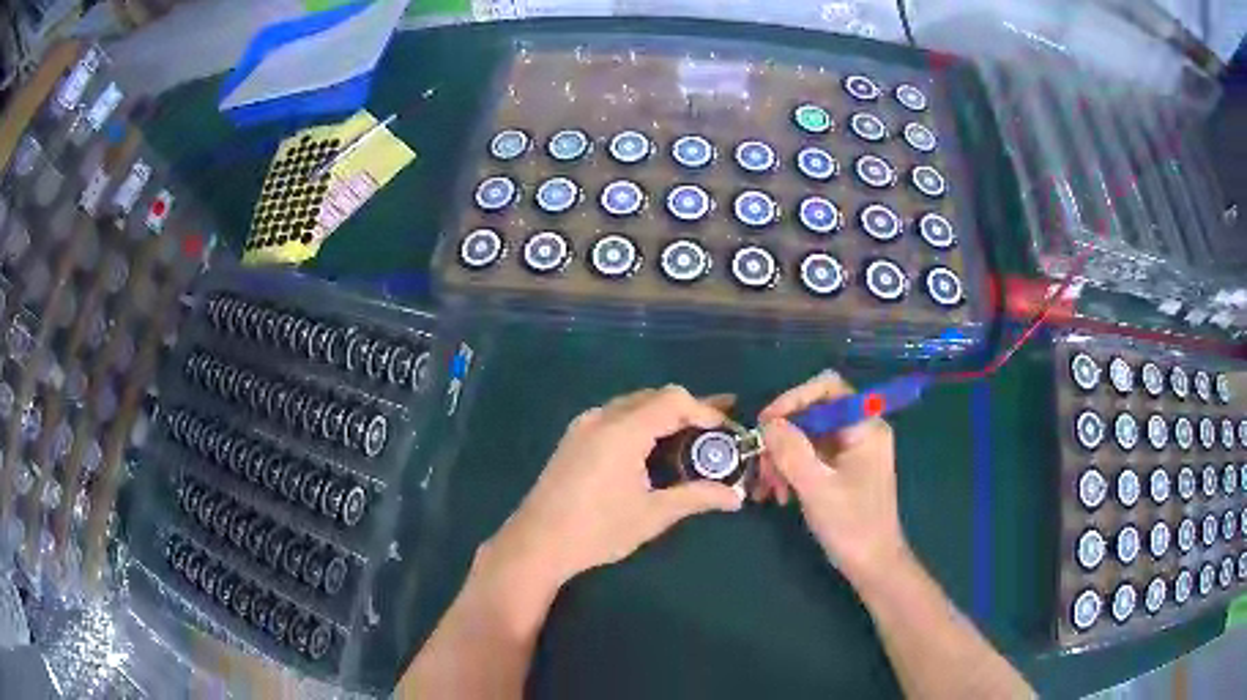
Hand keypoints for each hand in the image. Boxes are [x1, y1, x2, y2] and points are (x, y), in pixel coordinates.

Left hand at [485, 385, 743, 591]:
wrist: (537, 543)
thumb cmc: (598, 530)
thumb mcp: (652, 515)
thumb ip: (696, 498)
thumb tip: (736, 499)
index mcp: (623, 431)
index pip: (673, 400)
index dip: (705, 409)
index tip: (726, 430)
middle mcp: (602, 417)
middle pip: (653, 397)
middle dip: (688, 409)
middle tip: (716, 427)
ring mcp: (583, 426)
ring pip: (633, 404)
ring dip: (663, 414)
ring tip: (690, 435)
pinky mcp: (573, 438)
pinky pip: (615, 416)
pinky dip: (641, 422)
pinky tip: (651, 447)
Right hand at [755, 371, 909, 585]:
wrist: (872, 565)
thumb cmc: (851, 525)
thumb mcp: (817, 488)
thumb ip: (792, 452)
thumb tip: (768, 423)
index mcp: (865, 427)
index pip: (827, 387)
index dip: (794, 398)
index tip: (766, 424)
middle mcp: (859, 431)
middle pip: (812, 413)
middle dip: (783, 438)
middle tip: (762, 467)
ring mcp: (850, 451)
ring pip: (806, 437)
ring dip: (782, 459)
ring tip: (769, 490)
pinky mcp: (841, 470)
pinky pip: (810, 457)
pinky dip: (791, 472)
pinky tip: (779, 496)